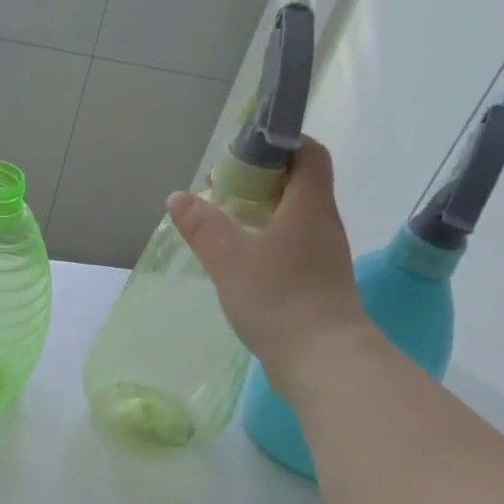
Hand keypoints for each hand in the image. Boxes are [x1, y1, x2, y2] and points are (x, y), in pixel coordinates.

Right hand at [169, 136, 368, 381]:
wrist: (323, 359)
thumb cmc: (278, 298)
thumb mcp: (229, 259)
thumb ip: (203, 227)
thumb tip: (178, 197)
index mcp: (309, 205)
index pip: (308, 153)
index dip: (280, 143)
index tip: (244, 154)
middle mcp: (324, 224)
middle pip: (300, 185)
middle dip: (262, 181)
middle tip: (223, 193)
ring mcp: (325, 257)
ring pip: (296, 220)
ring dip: (265, 216)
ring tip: (227, 228)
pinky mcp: (320, 285)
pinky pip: (295, 249)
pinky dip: (270, 245)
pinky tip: (243, 265)